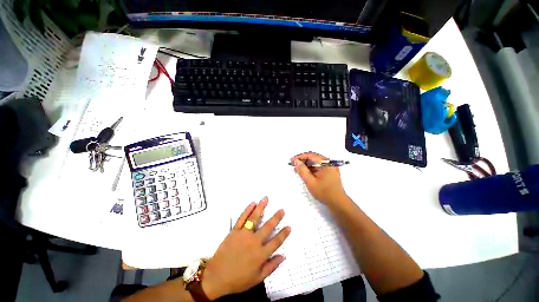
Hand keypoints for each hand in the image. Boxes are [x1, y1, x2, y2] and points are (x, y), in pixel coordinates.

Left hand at [202, 197, 290, 298]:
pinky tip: (252, 203)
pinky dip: (247, 210)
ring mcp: (244, 234)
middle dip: (276, 217)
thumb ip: (271, 267)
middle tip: (282, 210)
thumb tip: (283, 256)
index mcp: (261, 254)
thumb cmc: (238, 280)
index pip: (276, 241)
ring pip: (254, 218)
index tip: (289, 226)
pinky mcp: (234, 231)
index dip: (283, 234)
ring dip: (261, 207)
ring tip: (266, 199)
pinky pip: (242, 218)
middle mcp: (254, 242)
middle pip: (268, 227)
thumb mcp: (257, 278)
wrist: (216, 277)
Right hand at [291, 152, 346, 204]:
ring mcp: (330, 167)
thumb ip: (302, 170)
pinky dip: (310, 169)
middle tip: (293, 164)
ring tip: (297, 169)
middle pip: (313, 158)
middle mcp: (329, 163)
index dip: (300, 157)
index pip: (311, 155)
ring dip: (306, 165)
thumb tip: (296, 161)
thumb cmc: (324, 192)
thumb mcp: (310, 182)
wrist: (338, 203)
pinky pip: (318, 167)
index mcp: (326, 163)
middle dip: (302, 160)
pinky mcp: (329, 172)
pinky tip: (304, 172)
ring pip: (315, 162)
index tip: (292, 161)